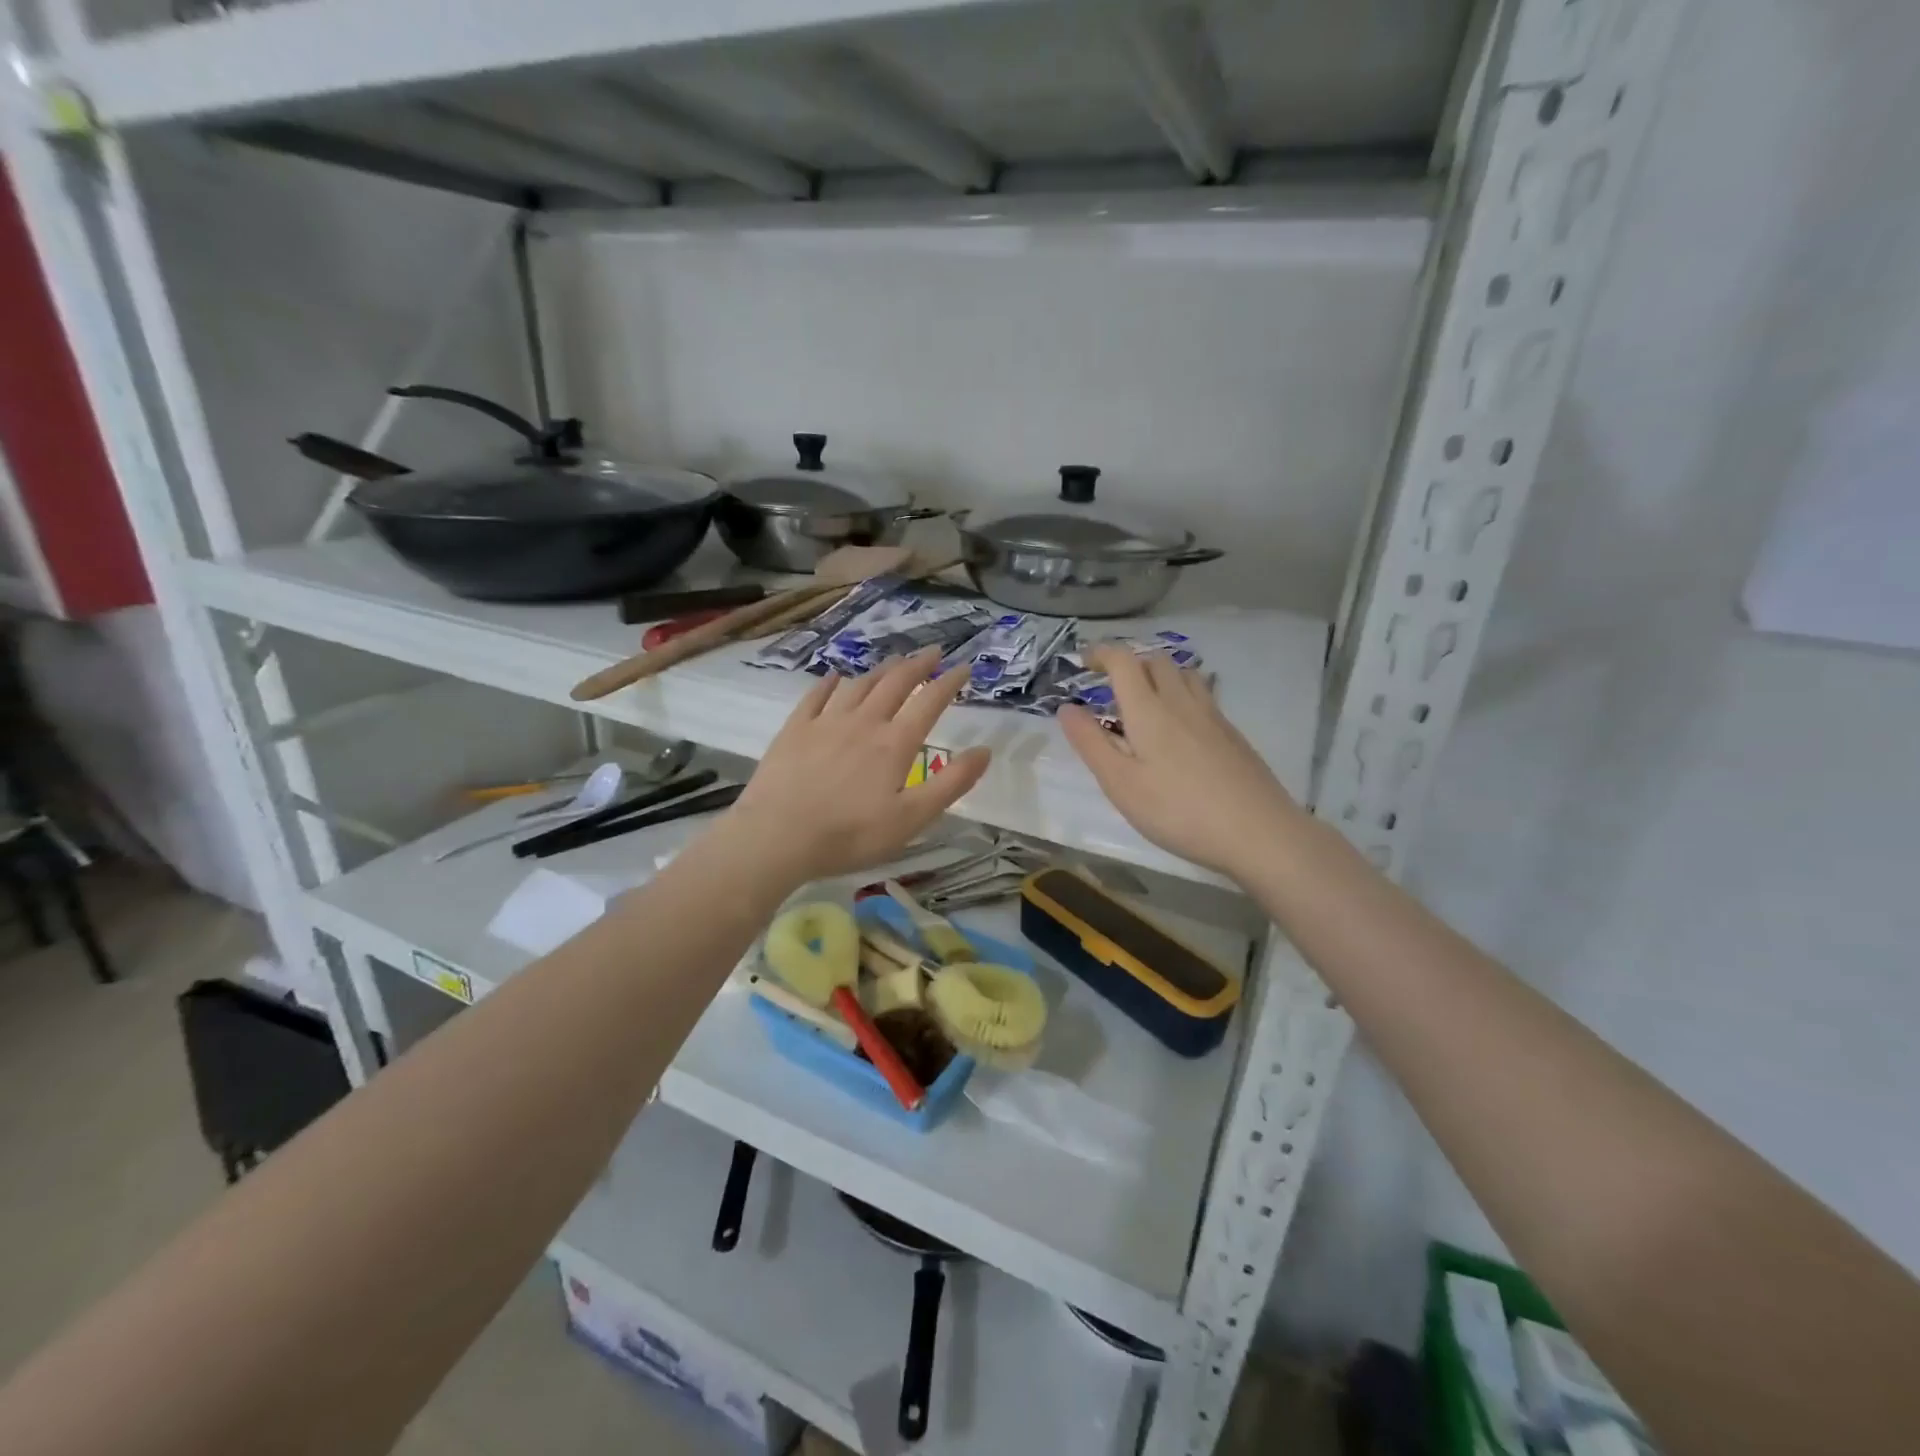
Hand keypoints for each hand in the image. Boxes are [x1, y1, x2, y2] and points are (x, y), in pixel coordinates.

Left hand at [725, 650, 990, 883]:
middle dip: (917, 665)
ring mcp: (826, 722)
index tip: (964, 667)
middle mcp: (863, 722)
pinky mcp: (795, 730)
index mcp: (895, 743)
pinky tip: (834, 676)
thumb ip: (951, 784)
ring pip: (859, 685)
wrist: (776, 836)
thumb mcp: (912, 819)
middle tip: (932, 652)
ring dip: (880, 670)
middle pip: (895, 683)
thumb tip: (985, 751)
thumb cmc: (850, 834)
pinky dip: (830, 682)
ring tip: (894, 661)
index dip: (949, 682)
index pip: (929, 702)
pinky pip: (816, 696)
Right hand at [1059, 646, 1300, 879]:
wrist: (1258, 832)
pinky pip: (1202, 696)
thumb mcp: (1121, 784)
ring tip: (1144, 701)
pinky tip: (1179, 729)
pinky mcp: (1232, 734)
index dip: (1101, 653)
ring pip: (1183, 675)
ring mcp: (1212, 716)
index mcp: (1149, 710)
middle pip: (1155, 660)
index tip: (1082, 662)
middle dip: (1129, 663)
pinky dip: (1181, 695)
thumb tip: (1066, 708)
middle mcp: (1181, 702)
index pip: (1123, 661)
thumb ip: (1091, 743)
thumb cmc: (1178, 811)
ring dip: (1158, 675)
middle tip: (1109, 686)